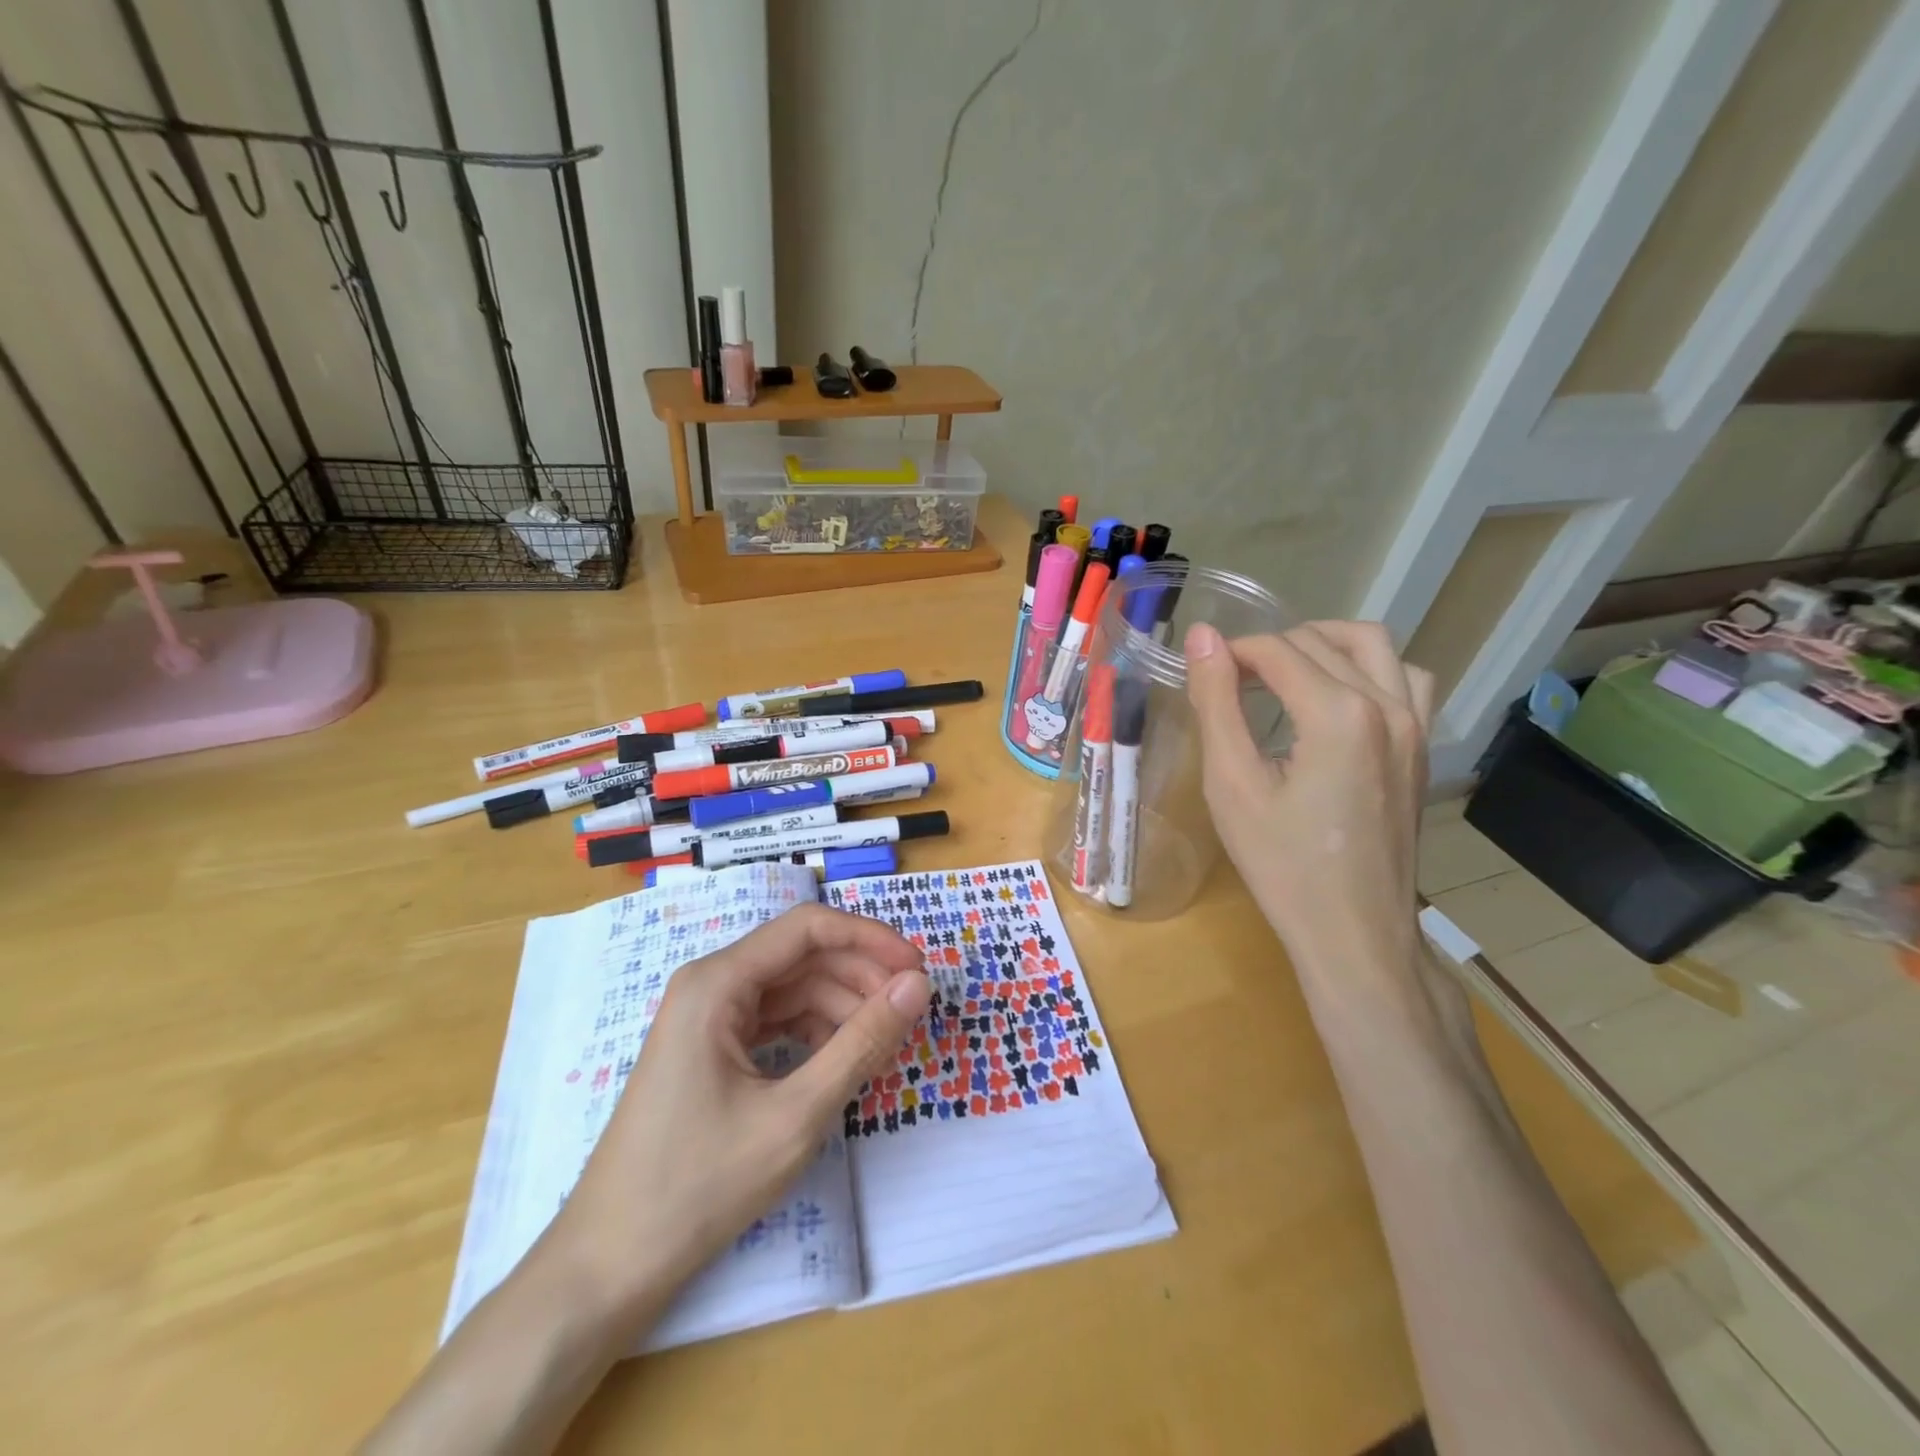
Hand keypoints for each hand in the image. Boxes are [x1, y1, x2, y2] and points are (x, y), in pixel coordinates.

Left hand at [548, 903, 931, 1319]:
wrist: (607, 1268)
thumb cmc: (698, 1186)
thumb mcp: (795, 1115)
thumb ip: (862, 1043)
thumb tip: (918, 985)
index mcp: (718, 981)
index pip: (809, 928)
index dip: (870, 939)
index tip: (918, 971)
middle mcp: (710, 984)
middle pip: (802, 957)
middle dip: (860, 977)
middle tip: (910, 1013)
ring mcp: (707, 1017)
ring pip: (792, 989)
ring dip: (842, 1007)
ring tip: (883, 1043)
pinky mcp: (710, 1049)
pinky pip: (775, 1021)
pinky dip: (815, 1033)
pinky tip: (843, 1059)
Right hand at [1184, 620, 1433, 986]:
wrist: (1353, 931)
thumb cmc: (1282, 864)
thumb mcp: (1231, 784)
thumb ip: (1216, 703)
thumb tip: (1203, 637)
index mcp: (1339, 714)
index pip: (1278, 650)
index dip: (1232, 653)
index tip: (1201, 673)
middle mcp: (1388, 704)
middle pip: (1321, 641)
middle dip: (1268, 649)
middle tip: (1228, 680)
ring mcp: (1416, 725)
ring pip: (1373, 645)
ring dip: (1323, 643)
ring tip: (1282, 673)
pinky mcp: (1422, 747)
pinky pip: (1406, 678)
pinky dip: (1369, 668)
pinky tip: (1337, 696)